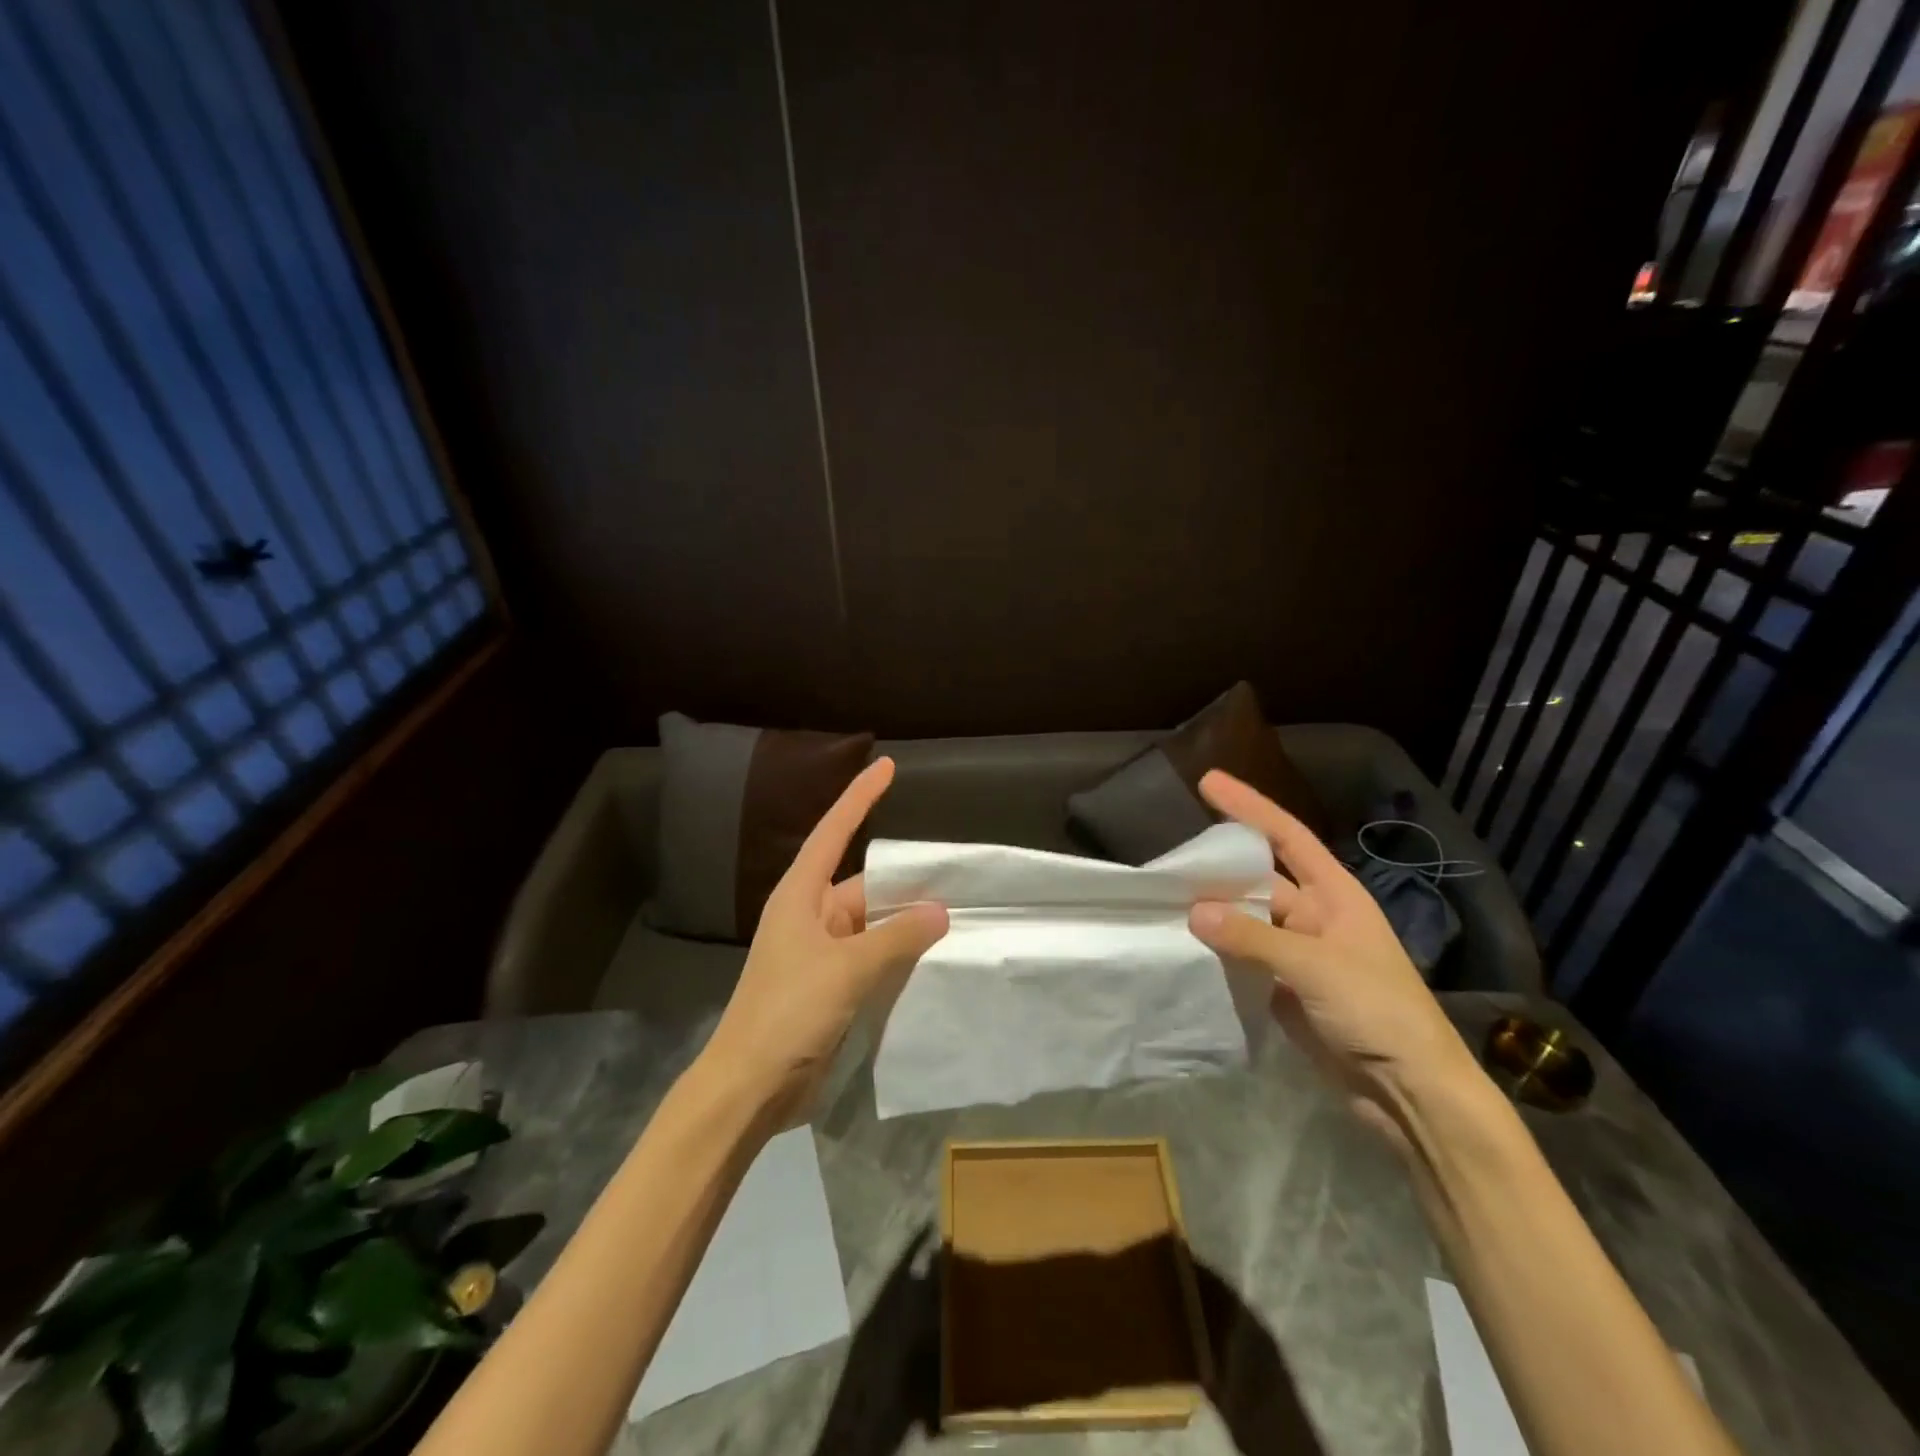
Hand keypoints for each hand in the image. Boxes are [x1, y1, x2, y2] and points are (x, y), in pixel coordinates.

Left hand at [701, 757, 948, 1122]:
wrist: (749, 1088)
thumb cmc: (788, 1012)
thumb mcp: (846, 968)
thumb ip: (896, 937)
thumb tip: (939, 910)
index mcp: (801, 897)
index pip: (834, 832)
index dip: (860, 797)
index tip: (885, 765)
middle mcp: (811, 917)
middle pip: (864, 885)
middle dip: (905, 881)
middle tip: (956, 873)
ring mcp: (821, 954)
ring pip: (873, 925)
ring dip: (907, 923)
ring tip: (958, 913)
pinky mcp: (831, 988)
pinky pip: (873, 958)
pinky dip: (900, 955)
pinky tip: (934, 957)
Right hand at [1187, 770, 1480, 1150]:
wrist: (1409, 1092)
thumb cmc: (1377, 1011)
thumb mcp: (1315, 966)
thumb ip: (1252, 938)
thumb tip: (1194, 913)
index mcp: (1334, 896)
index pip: (1286, 836)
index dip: (1248, 806)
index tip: (1207, 781)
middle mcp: (1314, 917)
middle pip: (1257, 880)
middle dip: (1218, 868)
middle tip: (1169, 859)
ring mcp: (1297, 955)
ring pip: (1245, 922)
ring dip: (1212, 914)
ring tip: (1164, 900)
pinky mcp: (1283, 990)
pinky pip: (1242, 960)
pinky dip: (1216, 953)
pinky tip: (1184, 947)